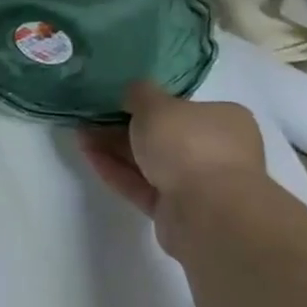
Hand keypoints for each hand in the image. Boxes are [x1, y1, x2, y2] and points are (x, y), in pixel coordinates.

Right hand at [77, 79, 266, 247]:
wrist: (208, 214)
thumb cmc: (189, 144)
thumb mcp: (156, 104)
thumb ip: (139, 93)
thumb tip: (133, 92)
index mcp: (225, 121)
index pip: (185, 107)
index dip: (151, 102)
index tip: (119, 99)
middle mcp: (217, 152)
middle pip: (164, 136)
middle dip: (125, 127)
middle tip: (92, 117)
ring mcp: (198, 185)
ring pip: (150, 162)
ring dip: (115, 148)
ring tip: (80, 134)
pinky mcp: (177, 212)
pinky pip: (142, 186)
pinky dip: (117, 171)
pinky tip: (88, 155)